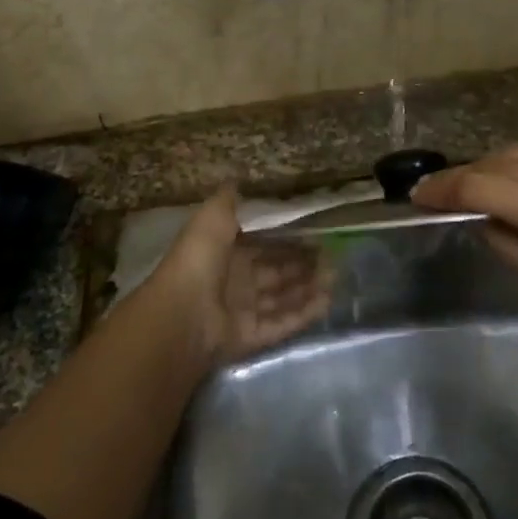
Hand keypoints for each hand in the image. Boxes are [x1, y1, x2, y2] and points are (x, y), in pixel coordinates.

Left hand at [143, 187, 330, 365]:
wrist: (182, 315)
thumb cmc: (198, 261)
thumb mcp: (211, 219)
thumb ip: (227, 202)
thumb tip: (238, 181)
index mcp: (224, 253)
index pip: (262, 246)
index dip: (287, 240)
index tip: (316, 234)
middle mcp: (234, 282)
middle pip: (275, 273)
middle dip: (302, 265)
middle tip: (332, 256)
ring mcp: (242, 312)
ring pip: (281, 298)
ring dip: (307, 288)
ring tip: (335, 277)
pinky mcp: (250, 338)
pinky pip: (281, 323)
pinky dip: (303, 314)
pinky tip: (326, 301)